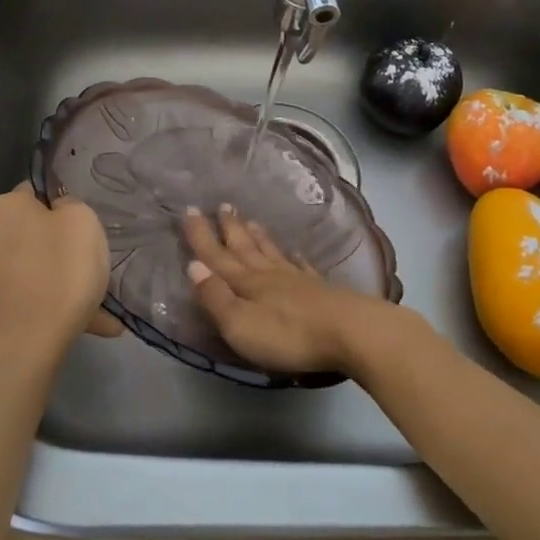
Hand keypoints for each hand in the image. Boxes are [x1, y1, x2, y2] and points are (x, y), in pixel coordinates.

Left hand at [0, 184, 119, 363]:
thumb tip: (58, 212)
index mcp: (5, 206)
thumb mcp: (83, 220)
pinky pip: (37, 293)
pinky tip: (93, 323)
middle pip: (37, 230)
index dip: (64, 205)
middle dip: (65, 246)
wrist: (28, 342)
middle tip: (93, 262)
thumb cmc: (60, 271)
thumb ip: (71, 205)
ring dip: (67, 279)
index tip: (85, 227)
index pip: (37, 191)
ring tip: (101, 302)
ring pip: (40, 265)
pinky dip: (60, 302)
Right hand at [182, 205, 418, 375]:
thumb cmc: (288, 335)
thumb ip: (216, 297)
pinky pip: (302, 267)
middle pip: (245, 248)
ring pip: (272, 253)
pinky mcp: (320, 291)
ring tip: (251, 221)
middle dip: (230, 228)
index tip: (189, 210)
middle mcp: (269, 275)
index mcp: (245, 284)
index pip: (216, 256)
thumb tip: (193, 266)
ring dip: (258, 237)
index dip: (201, 236)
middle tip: (223, 205)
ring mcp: (297, 281)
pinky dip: (295, 258)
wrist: (350, 333)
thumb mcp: (240, 324)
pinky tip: (296, 252)